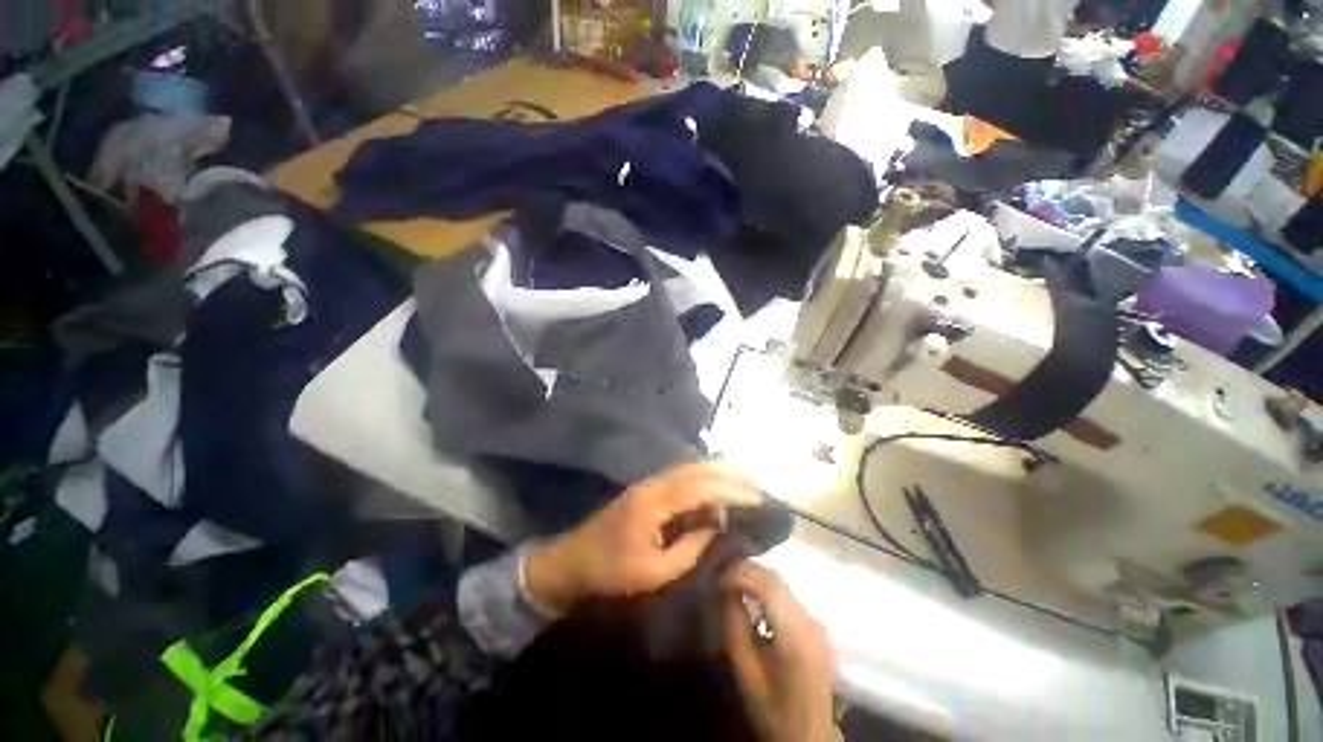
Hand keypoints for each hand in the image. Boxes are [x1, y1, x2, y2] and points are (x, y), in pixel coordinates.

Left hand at [525, 463, 762, 612]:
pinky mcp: (646, 490)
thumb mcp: (653, 572)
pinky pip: (680, 477)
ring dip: (716, 472)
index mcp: (654, 502)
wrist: (571, 561)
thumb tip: (717, 528)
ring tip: (743, 480)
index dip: (730, 490)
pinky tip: (715, 489)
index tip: (757, 497)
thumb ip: (689, 549)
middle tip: (757, 481)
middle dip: (728, 472)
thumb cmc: (610, 572)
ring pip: (688, 468)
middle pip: (695, 468)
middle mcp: (653, 484)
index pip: (700, 487)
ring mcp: (648, 484)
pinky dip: (702, 479)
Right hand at [720, 562, 834, 741]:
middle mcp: (810, 620)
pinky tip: (751, 597)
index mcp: (796, 634)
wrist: (809, 737)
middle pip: (775, 578)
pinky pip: (787, 594)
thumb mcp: (747, 674)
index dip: (738, 573)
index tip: (716, 578)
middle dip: (745, 570)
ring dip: (755, 577)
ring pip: (781, 582)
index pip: (766, 583)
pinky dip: (765, 588)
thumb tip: (724, 590)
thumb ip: (735, 628)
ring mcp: (815, 621)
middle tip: (720, 576)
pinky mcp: (815, 625)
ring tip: (731, 583)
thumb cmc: (774, 710)